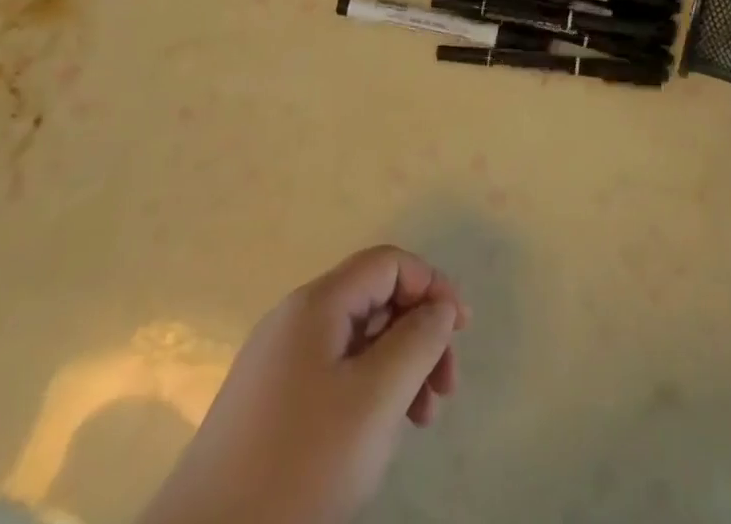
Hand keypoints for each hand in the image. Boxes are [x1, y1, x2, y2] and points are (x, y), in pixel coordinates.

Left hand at [141, 246, 467, 523]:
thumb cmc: (298, 467)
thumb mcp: (374, 400)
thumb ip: (417, 342)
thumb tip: (440, 309)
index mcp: (316, 304)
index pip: (388, 263)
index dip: (431, 286)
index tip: (461, 333)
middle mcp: (295, 320)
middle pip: (374, 299)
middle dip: (418, 334)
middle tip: (444, 390)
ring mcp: (278, 364)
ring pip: (357, 341)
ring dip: (399, 367)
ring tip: (421, 420)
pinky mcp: (269, 406)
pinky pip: (335, 374)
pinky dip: (369, 392)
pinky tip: (380, 434)